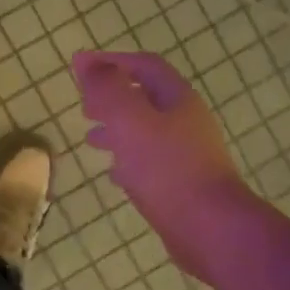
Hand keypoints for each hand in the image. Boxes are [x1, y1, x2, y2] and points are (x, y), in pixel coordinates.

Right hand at [71, 50, 251, 276]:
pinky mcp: (182, 183)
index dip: (111, 60)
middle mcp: (185, 121)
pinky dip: (126, 159)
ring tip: (90, 137)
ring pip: (145, 131)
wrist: (210, 229)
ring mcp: (186, 153)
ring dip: (116, 128)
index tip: (79, 65)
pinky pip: (149, 161)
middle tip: (83, 103)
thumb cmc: (168, 169)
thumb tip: (86, 62)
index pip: (143, 65)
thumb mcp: (130, 121)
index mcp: (176, 99)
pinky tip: (113, 173)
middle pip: (145, 97)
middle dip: (112, 95)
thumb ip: (107, 90)